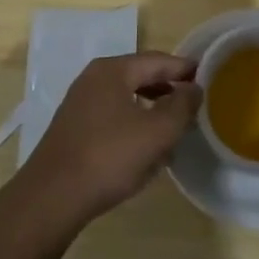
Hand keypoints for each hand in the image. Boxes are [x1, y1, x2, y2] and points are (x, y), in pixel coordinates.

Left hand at [1, 53, 201, 238]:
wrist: (51, 198)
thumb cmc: (109, 157)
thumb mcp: (157, 132)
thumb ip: (181, 106)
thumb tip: (194, 88)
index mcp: (112, 70)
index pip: (157, 60)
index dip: (184, 69)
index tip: (207, 78)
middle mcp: (93, 79)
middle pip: (141, 77)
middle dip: (168, 90)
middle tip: (193, 105)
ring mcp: (80, 103)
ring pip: (127, 99)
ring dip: (152, 110)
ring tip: (174, 129)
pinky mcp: (74, 129)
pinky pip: (113, 117)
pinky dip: (133, 125)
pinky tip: (144, 149)